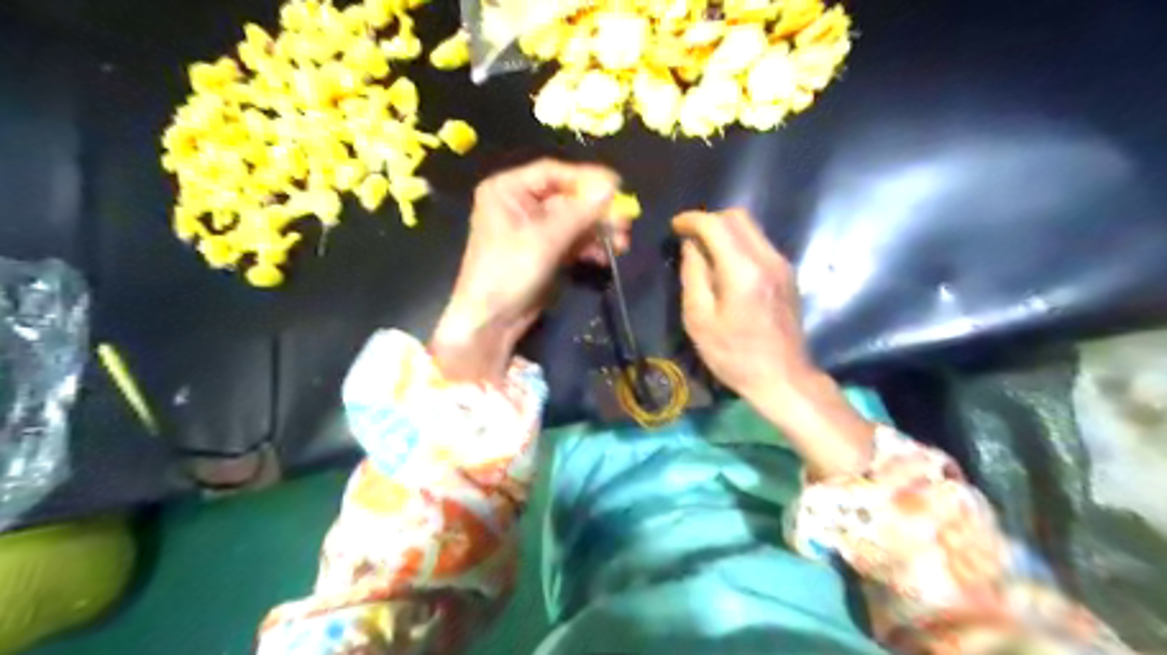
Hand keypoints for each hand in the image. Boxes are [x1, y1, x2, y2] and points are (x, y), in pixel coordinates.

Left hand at [431, 158, 628, 384]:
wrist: (492, 322)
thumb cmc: (508, 272)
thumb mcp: (545, 239)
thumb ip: (581, 212)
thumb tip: (613, 184)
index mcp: (507, 190)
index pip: (553, 173)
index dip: (586, 178)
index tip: (617, 186)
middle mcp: (519, 204)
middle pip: (567, 198)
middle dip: (596, 212)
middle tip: (625, 221)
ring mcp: (532, 230)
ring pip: (573, 221)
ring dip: (597, 231)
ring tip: (622, 242)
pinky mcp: (543, 252)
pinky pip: (571, 241)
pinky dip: (588, 248)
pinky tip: (606, 256)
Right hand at [671, 209, 870, 476]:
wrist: (783, 378)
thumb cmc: (734, 356)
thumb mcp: (699, 320)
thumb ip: (693, 276)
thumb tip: (690, 246)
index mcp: (743, 271)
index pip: (716, 225)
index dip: (692, 220)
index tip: (675, 226)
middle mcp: (767, 259)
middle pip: (738, 217)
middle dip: (710, 220)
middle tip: (688, 236)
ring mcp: (782, 265)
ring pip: (752, 229)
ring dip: (725, 230)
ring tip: (704, 250)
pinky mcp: (788, 274)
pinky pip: (760, 244)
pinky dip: (738, 243)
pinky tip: (725, 265)